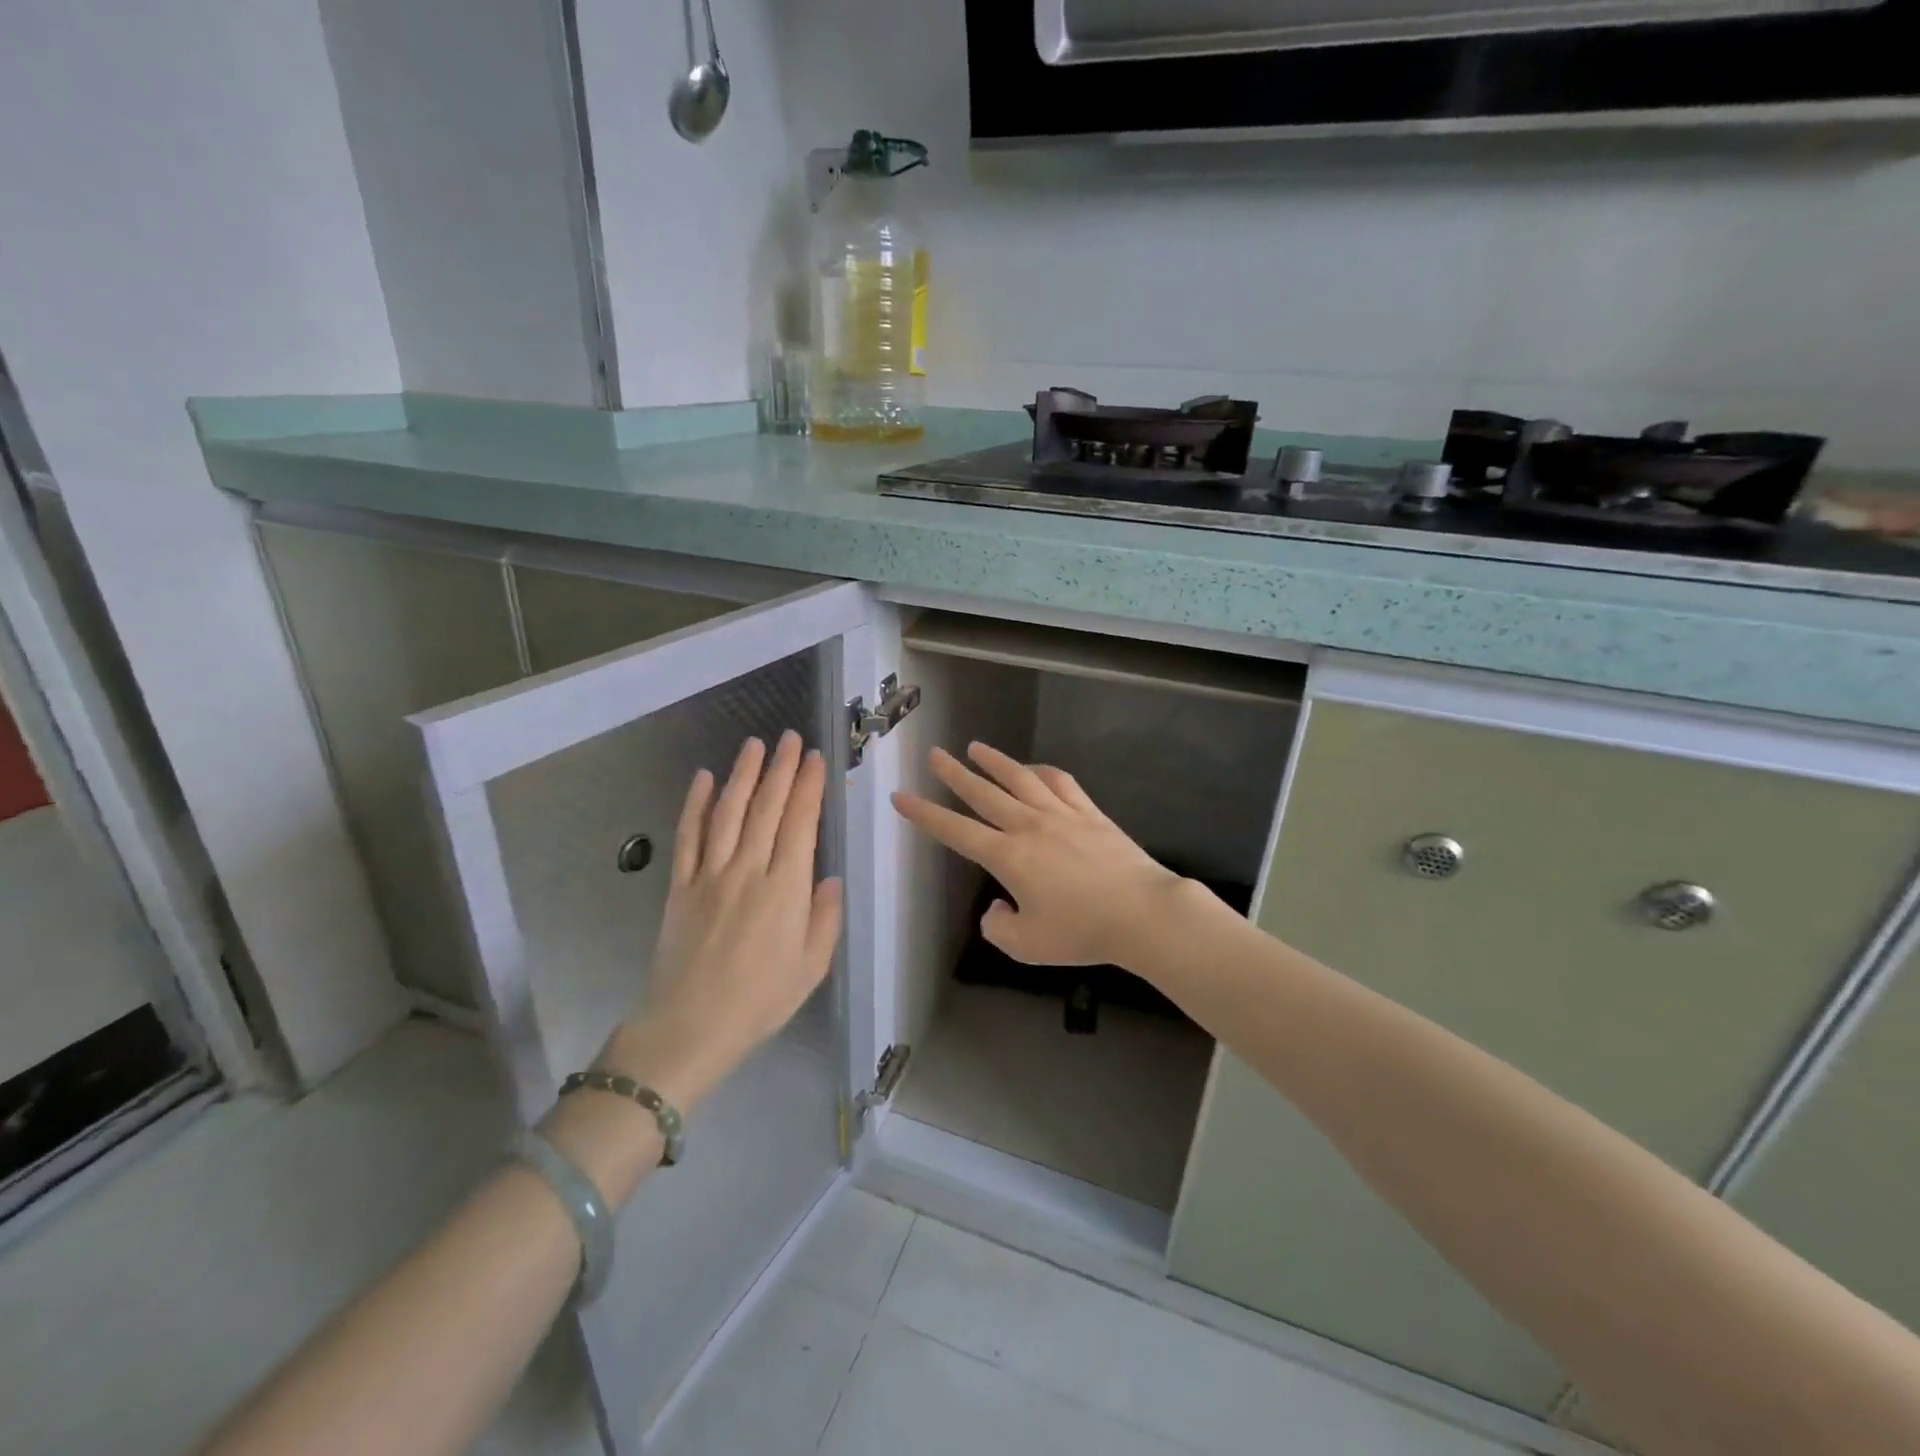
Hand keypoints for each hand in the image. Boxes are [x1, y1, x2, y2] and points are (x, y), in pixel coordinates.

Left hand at [600, 732, 843, 1114]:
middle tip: (790, 738)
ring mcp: (709, 875)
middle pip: (766, 808)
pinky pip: (688, 837)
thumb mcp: (812, 967)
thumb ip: (825, 917)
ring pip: (728, 812)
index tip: (815, 758)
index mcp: (785, 889)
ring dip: (742, 775)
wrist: (690, 1028)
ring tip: (754, 744)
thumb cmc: (760, 1000)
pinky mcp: (680, 886)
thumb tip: (829, 877)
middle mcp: (747, 871)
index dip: (808, 787)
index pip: (800, 824)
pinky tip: (703, 779)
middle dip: (781, 769)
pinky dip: (695, 805)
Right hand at [892, 742, 1191, 971]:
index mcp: (1007, 857)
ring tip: (975, 747)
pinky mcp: (1090, 813)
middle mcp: (1028, 826)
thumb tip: (995, 907)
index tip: (901, 796)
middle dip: (954, 773)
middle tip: (934, 754)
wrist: (1142, 912)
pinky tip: (1034, 768)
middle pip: (984, 793)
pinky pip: (1061, 782)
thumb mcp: (1027, 945)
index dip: (924, 814)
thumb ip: (998, 927)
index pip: (955, 831)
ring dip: (994, 761)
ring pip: (1020, 778)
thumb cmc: (1082, 932)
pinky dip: (1042, 771)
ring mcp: (1061, 814)